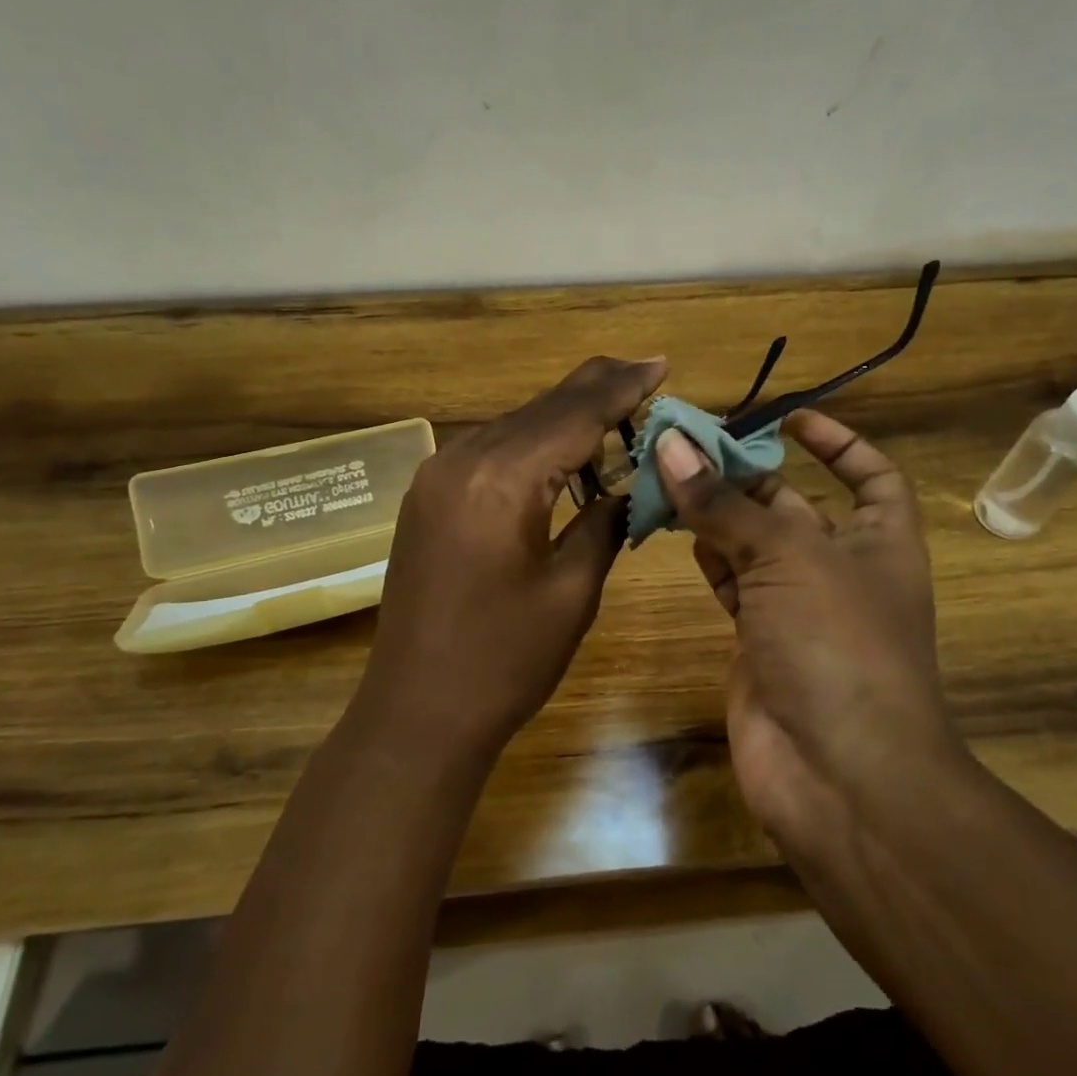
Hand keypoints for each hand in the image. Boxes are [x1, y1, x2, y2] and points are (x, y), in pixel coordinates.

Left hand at [357, 356, 667, 751]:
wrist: (417, 712)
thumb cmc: (505, 661)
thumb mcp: (572, 591)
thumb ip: (604, 524)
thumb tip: (628, 489)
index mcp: (501, 481)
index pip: (573, 415)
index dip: (621, 388)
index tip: (659, 364)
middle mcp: (461, 461)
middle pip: (541, 408)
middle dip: (594, 390)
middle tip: (644, 373)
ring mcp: (436, 476)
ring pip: (514, 425)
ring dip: (563, 417)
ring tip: (615, 409)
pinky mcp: (428, 496)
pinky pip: (490, 451)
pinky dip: (531, 444)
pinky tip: (562, 452)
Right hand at [653, 410, 968, 856]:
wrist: (839, 775)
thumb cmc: (837, 644)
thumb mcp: (788, 557)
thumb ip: (725, 503)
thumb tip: (672, 445)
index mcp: (881, 540)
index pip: (870, 475)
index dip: (837, 442)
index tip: (790, 417)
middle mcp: (842, 570)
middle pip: (794, 504)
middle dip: (747, 473)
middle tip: (687, 444)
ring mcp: (799, 609)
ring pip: (753, 545)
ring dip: (716, 513)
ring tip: (667, 477)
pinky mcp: (759, 642)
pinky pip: (732, 585)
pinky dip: (707, 557)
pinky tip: (677, 531)